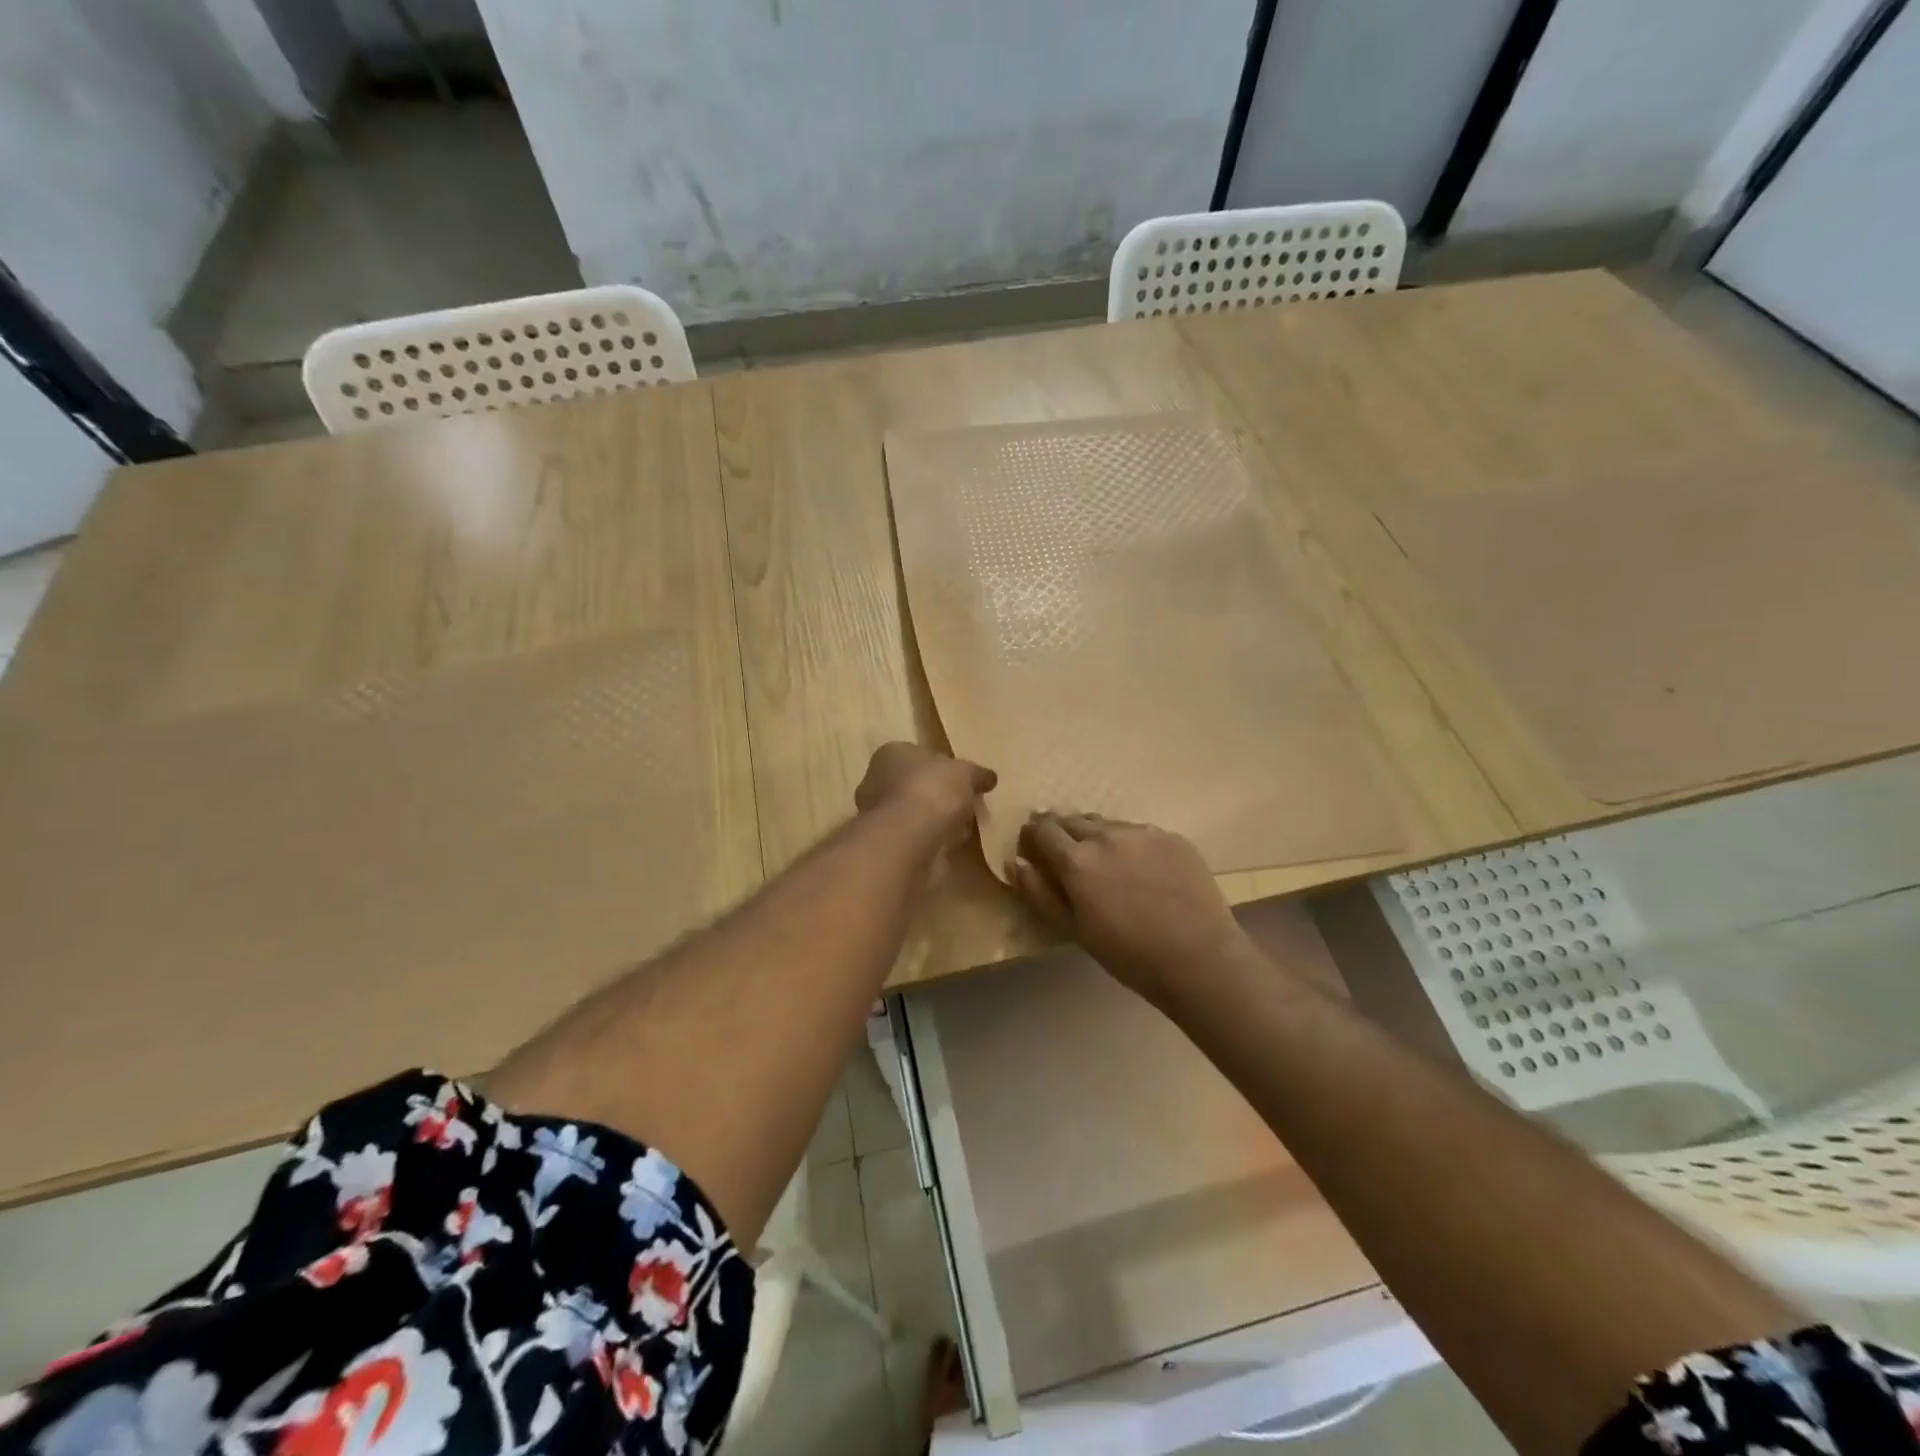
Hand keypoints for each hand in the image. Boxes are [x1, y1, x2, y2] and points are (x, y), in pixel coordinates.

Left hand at [855, 743, 996, 848]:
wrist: (908, 841)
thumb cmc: (931, 791)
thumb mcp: (966, 773)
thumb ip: (977, 774)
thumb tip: (989, 778)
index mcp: (891, 754)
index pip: (918, 755)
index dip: (943, 767)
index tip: (963, 780)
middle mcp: (877, 782)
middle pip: (916, 786)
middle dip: (940, 796)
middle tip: (966, 804)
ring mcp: (880, 817)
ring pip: (916, 815)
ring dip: (937, 821)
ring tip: (964, 828)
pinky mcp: (888, 846)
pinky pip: (918, 838)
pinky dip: (933, 841)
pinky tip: (952, 845)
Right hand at [1009, 813, 1251, 1004]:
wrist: (1199, 958)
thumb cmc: (1128, 954)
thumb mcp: (1074, 930)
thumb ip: (1040, 893)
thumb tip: (1017, 863)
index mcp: (1076, 859)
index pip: (1043, 829)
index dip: (1033, 834)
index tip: (1033, 845)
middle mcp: (1106, 835)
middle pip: (1073, 820)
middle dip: (1063, 832)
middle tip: (1067, 854)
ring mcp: (1142, 832)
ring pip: (1107, 824)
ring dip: (1096, 836)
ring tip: (1106, 863)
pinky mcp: (1172, 836)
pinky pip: (1139, 832)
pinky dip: (1129, 844)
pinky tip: (1141, 870)